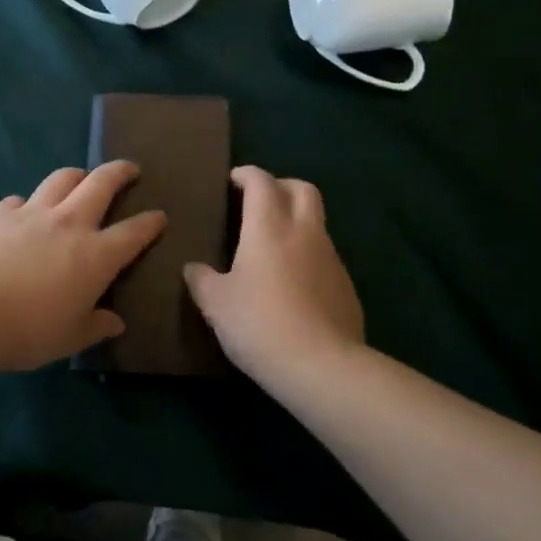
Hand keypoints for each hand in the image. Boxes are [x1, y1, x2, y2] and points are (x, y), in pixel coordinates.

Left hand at [0, 162, 166, 371]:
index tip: (159, 216)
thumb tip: (115, 322)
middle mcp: (70, 223)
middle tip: (130, 169)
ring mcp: (33, 213)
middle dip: (120, 172)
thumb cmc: (29, 331)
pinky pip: (19, 200)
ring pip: (62, 178)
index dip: (150, 222)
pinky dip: (27, 204)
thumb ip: (96, 326)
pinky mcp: (0, 213)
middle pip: (101, 183)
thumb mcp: (70, 338)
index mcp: (96, 255)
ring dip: (77, 175)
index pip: (134, 232)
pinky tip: (23, 212)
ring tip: (81, 179)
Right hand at [184, 166, 366, 388]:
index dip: (248, 175)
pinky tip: (294, 284)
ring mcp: (331, 258)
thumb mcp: (216, 304)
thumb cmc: (259, 324)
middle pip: (302, 189)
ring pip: (317, 223)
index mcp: (269, 226)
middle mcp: (304, 232)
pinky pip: (326, 257)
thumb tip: (193, 268)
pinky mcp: (347, 286)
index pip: (262, 182)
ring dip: (297, 222)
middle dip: (282, 186)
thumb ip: (202, 280)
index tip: (234, 180)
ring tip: (274, 246)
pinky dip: (309, 256)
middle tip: (261, 201)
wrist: (322, 366)